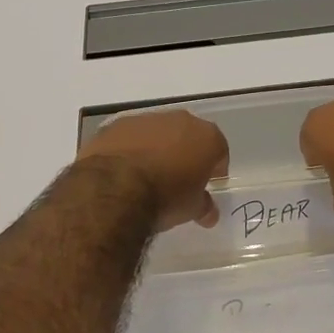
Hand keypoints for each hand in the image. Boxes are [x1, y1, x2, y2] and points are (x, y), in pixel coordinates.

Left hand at [77, 110, 229, 229]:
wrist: (114, 188)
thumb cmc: (165, 197)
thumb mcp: (191, 209)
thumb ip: (203, 206)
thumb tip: (209, 213)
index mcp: (206, 137)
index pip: (219, 150)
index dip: (215, 168)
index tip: (208, 184)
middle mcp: (179, 120)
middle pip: (188, 135)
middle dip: (186, 154)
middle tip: (180, 179)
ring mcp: (146, 119)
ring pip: (158, 133)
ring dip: (157, 149)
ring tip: (148, 176)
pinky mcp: (117, 124)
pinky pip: (130, 137)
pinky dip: (130, 149)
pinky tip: (123, 172)